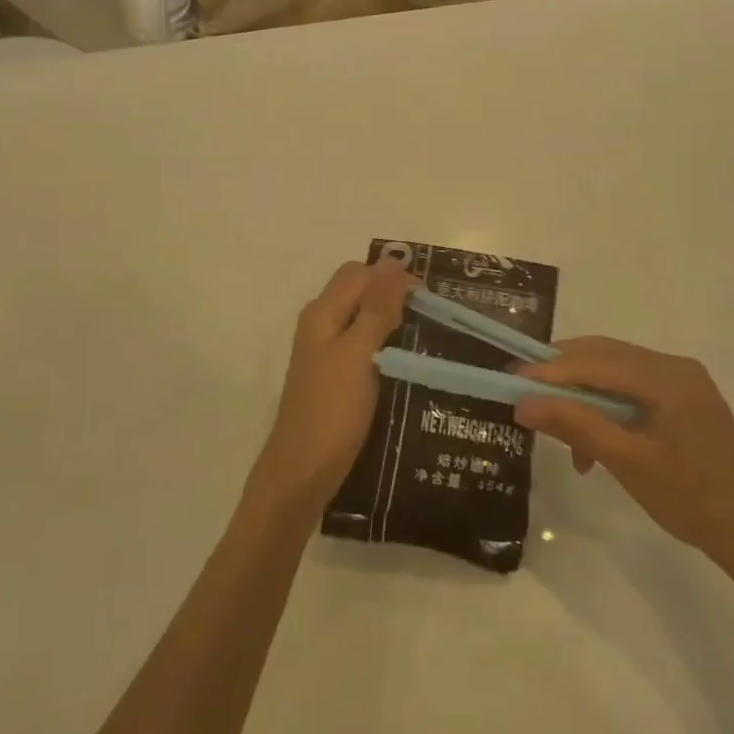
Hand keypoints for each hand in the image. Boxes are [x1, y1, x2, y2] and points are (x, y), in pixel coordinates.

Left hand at [249, 259, 413, 512]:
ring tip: (426, 333)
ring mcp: (325, 351)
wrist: (302, 473)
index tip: (431, 297)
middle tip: (430, 313)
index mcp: (323, 312)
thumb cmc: (331, 411)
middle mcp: (321, 324)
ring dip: (390, 317)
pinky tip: (406, 359)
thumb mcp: (358, 354)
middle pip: (358, 290)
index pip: (360, 273)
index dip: (394, 275)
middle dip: (392, 292)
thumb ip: (375, 308)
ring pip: (361, 317)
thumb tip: (392, 260)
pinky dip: (384, 342)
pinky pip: (361, 343)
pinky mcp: (335, 376)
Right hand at [515, 337, 733, 571]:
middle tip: (524, 393)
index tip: (510, 380)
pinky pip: (632, 391)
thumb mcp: (627, 462)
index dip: (549, 369)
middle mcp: (674, 367)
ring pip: (615, 373)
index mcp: (666, 376)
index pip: (595, 361)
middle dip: (562, 375)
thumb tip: (522, 403)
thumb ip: (575, 425)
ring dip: (582, 396)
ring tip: (557, 429)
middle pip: (604, 357)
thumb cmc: (694, 500)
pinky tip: (592, 444)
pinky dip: (605, 409)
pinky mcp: (685, 403)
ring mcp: (683, 383)